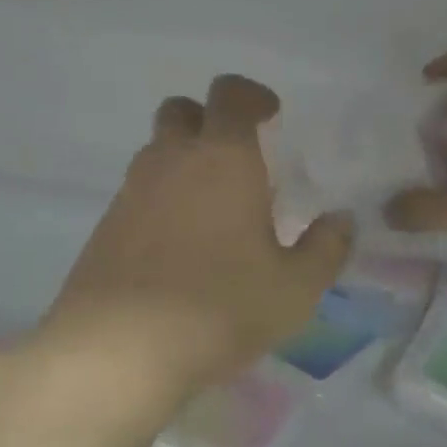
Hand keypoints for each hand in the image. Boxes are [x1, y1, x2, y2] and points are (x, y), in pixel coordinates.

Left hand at [34, 75, 352, 423]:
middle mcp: (171, 161)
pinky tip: (180, 247)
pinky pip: (139, 193)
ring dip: (185, 161)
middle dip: (210, 120)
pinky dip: (162, 200)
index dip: (252, 95)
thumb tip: (341, 220)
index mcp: (223, 159)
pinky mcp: (105, 227)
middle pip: (182, 111)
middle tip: (239, 158)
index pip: (230, 94)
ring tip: (215, 209)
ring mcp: (131, 192)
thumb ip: (326, 248)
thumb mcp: (295, 288)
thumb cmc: (219, 307)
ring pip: (157, 152)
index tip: (271, 115)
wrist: (117, 351)